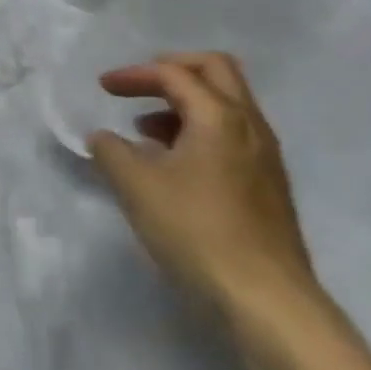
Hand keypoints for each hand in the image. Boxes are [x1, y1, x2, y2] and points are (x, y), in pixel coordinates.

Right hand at [88, 52, 319, 316]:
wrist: (266, 299)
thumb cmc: (195, 230)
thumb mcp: (136, 186)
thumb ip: (110, 151)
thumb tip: (103, 137)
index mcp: (219, 116)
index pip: (174, 74)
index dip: (134, 74)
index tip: (102, 87)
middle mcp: (249, 125)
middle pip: (215, 71)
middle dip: (172, 70)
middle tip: (139, 86)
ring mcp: (265, 155)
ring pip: (227, 104)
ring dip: (185, 103)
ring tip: (147, 130)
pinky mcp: (268, 184)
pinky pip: (232, 135)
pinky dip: (199, 130)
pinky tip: (174, 164)